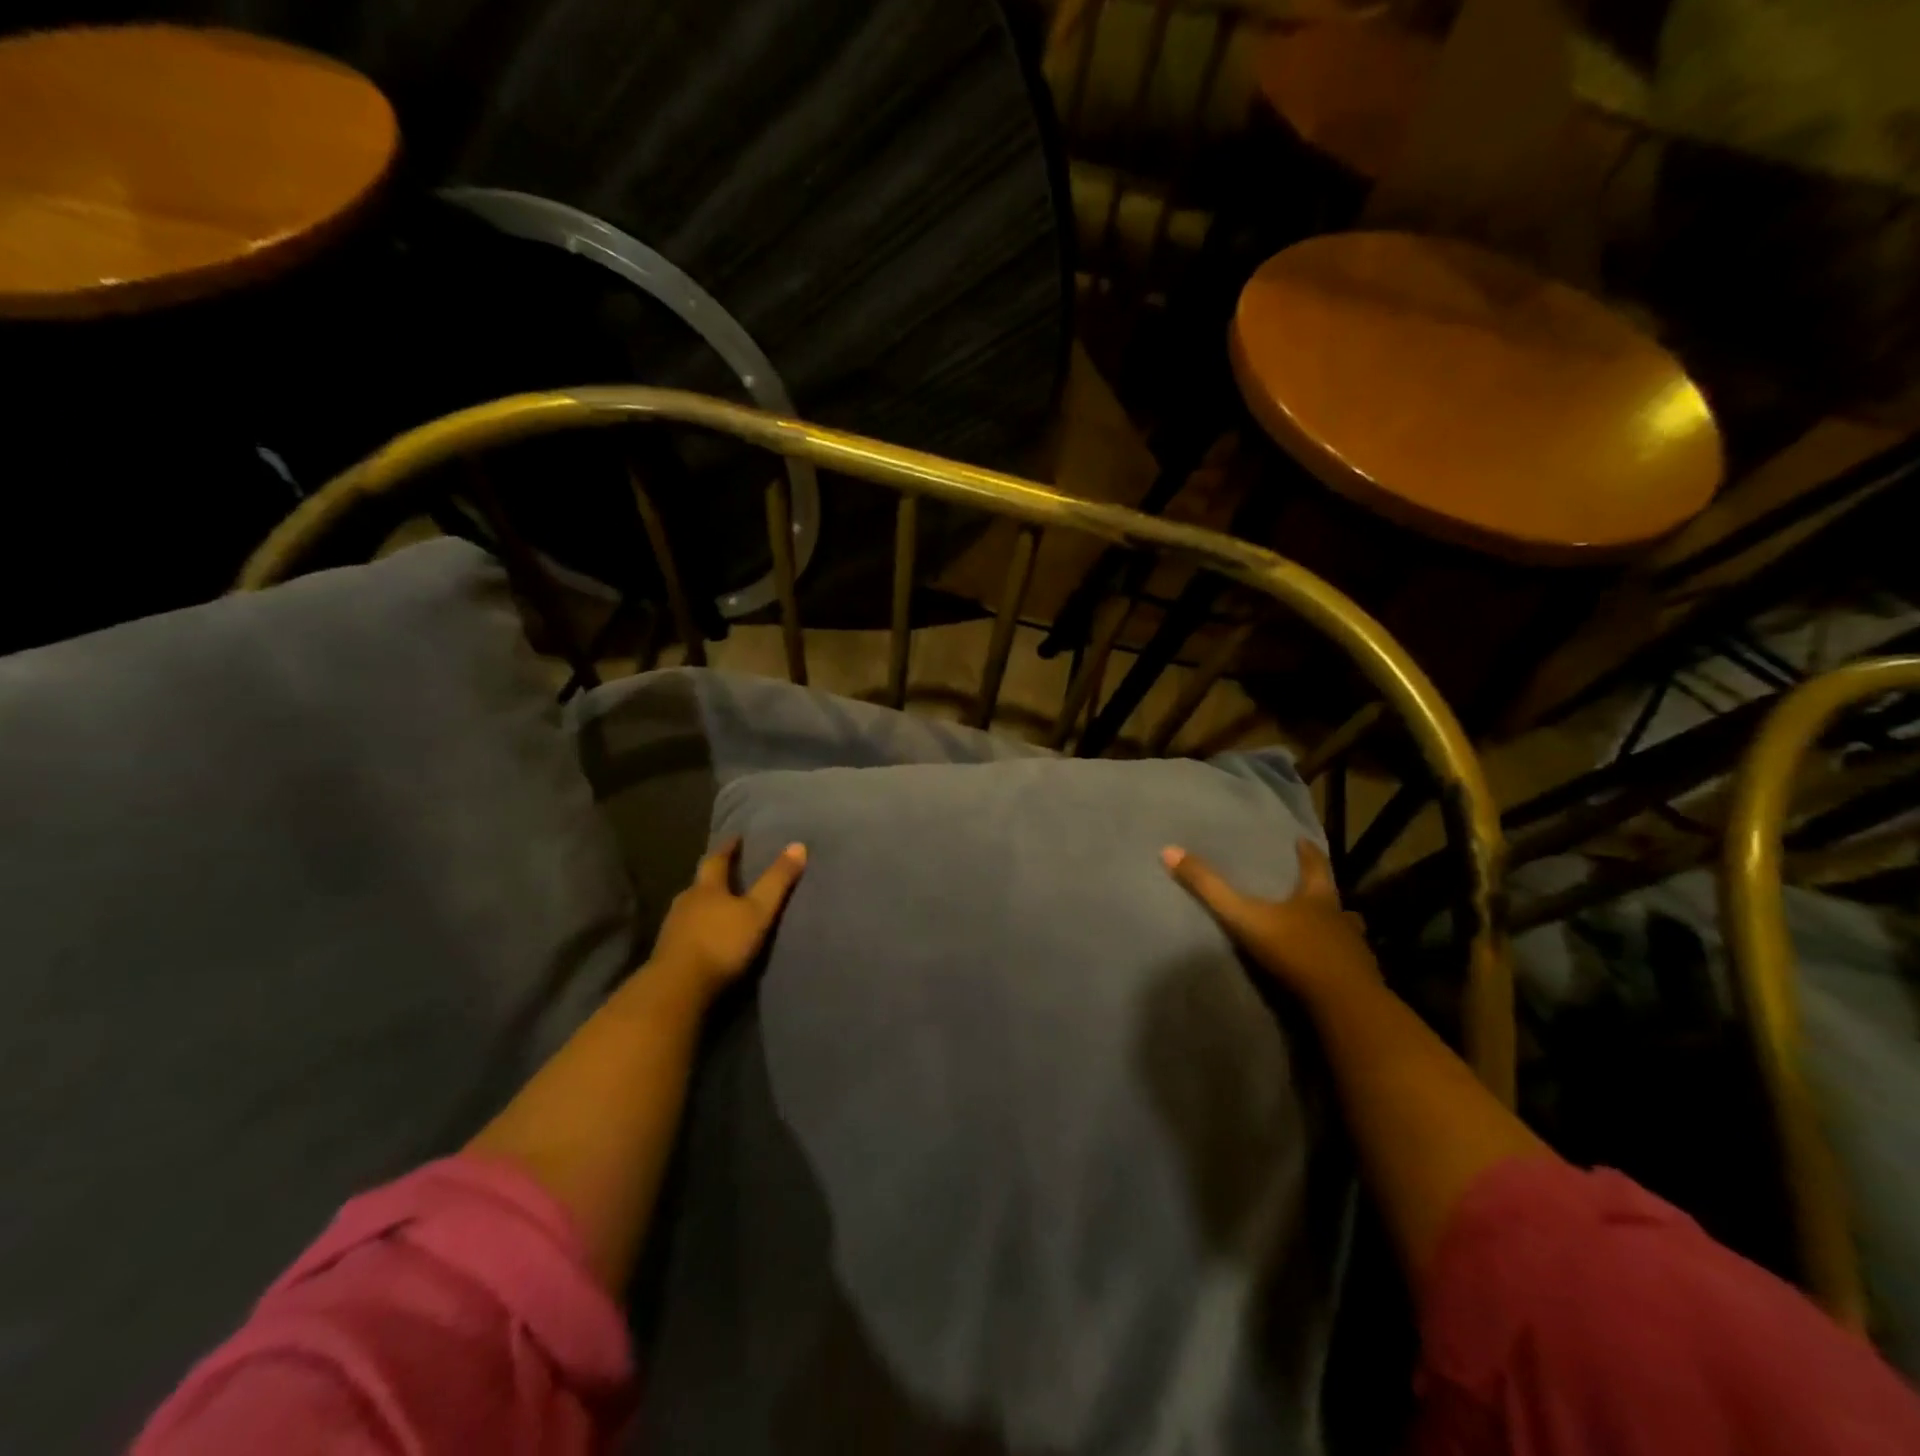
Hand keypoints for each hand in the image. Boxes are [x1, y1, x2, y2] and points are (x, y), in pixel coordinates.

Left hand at [647, 838, 806, 1005]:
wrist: (678, 988)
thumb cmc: (721, 943)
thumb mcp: (758, 911)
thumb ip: (777, 881)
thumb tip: (798, 845)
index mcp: (706, 888)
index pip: (716, 860)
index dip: (727, 848)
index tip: (735, 837)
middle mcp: (686, 902)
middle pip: (700, 884)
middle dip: (713, 878)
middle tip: (727, 872)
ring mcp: (672, 928)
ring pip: (690, 908)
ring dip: (703, 905)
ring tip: (718, 906)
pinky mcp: (667, 953)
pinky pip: (685, 932)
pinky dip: (697, 929)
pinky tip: (704, 937)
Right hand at [1162, 838, 1377, 1002]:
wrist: (1343, 1004)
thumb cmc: (1295, 952)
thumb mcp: (1244, 917)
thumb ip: (1209, 888)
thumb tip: (1169, 850)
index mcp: (1317, 899)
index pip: (1315, 866)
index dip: (1308, 853)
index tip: (1302, 841)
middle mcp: (1341, 919)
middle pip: (1334, 899)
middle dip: (1322, 893)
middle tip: (1312, 889)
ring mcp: (1355, 952)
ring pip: (1348, 932)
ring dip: (1337, 929)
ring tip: (1325, 931)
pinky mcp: (1361, 982)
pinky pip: (1351, 966)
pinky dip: (1340, 962)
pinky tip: (1331, 970)